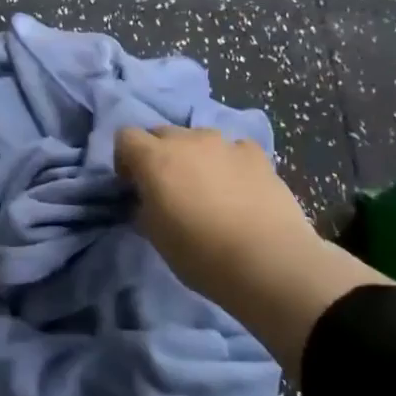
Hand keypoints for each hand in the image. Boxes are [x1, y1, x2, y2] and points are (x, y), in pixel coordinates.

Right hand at [114, 126, 390, 378]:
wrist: (270, 263)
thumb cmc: (200, 254)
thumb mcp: (155, 236)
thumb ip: (144, 207)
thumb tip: (147, 199)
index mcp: (154, 158)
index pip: (125, 136)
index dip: (125, 159)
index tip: (134, 185)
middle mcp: (187, 140)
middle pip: (160, 132)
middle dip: (158, 154)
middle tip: (167, 188)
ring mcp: (225, 144)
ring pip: (198, 138)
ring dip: (193, 155)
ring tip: (207, 188)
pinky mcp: (257, 155)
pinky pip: (233, 148)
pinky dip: (229, 161)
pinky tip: (238, 188)